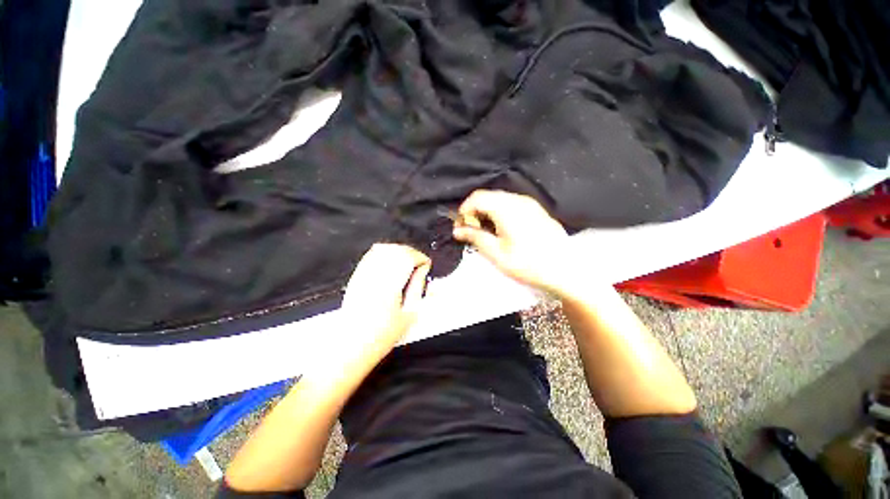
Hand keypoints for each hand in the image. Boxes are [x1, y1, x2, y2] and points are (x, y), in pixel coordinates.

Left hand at [337, 243, 430, 363]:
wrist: (350, 345)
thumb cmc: (382, 335)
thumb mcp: (409, 314)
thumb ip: (417, 288)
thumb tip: (422, 271)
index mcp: (390, 285)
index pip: (408, 258)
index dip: (420, 257)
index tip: (426, 265)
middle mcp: (375, 275)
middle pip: (395, 250)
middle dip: (411, 252)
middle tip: (419, 263)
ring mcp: (363, 274)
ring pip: (383, 249)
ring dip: (398, 250)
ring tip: (407, 261)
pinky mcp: (356, 276)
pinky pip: (371, 255)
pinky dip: (384, 252)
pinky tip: (391, 261)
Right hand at [453, 190, 570, 293]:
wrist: (564, 270)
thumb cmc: (527, 263)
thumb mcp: (497, 253)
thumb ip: (475, 237)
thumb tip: (457, 230)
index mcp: (506, 208)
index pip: (477, 198)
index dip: (464, 209)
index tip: (460, 226)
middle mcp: (518, 200)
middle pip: (488, 196)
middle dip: (475, 210)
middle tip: (470, 230)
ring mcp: (529, 203)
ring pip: (500, 199)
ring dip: (487, 211)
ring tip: (485, 231)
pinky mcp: (536, 210)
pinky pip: (511, 204)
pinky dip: (500, 212)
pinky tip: (501, 229)